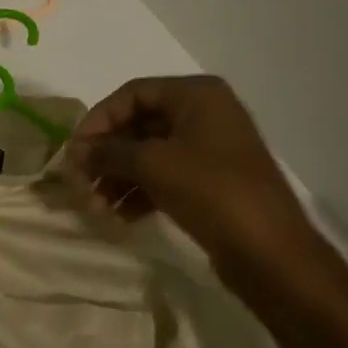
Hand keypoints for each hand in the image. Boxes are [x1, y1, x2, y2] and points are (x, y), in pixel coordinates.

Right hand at [68, 75, 316, 282]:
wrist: (273, 254)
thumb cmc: (213, 192)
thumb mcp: (154, 165)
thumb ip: (109, 152)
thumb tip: (75, 151)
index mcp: (196, 94)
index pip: (132, 94)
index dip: (98, 120)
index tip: (75, 152)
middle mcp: (204, 114)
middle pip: (138, 124)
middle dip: (106, 155)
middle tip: (80, 183)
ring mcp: (209, 149)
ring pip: (149, 154)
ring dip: (118, 178)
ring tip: (96, 208)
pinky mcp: (210, 182)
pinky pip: (164, 177)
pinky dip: (139, 193)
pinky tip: (119, 217)